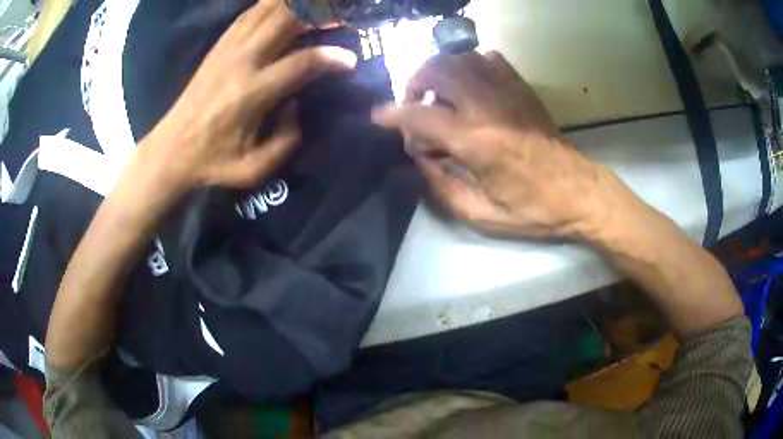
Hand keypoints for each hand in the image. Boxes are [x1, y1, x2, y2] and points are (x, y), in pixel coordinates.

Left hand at [137, 0, 355, 191]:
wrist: (171, 150)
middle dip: (317, 13)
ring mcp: (227, 50)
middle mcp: (241, 62)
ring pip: (267, 10)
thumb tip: (297, 105)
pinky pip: (248, 14)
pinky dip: (270, 4)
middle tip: (338, 18)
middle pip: (285, 20)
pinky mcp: (218, 47)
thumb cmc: (213, 163)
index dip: (332, 57)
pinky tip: (285, 5)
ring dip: (295, 5)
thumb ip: (286, 140)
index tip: (350, 60)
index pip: (302, 62)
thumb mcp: (254, 169)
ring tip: (316, 9)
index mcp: (252, 94)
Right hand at [373, 51, 625, 238]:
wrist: (580, 193)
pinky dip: (470, 65)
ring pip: (459, 58)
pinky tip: (471, 86)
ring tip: (440, 95)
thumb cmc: (533, 210)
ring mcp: (507, 92)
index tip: (377, 118)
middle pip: (436, 70)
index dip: (391, 116)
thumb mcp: (481, 215)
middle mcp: (488, 107)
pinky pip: (488, 58)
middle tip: (414, 105)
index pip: (419, 116)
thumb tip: (419, 158)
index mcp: (476, 143)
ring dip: (439, 72)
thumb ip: (441, 187)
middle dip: (414, 83)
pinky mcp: (522, 88)